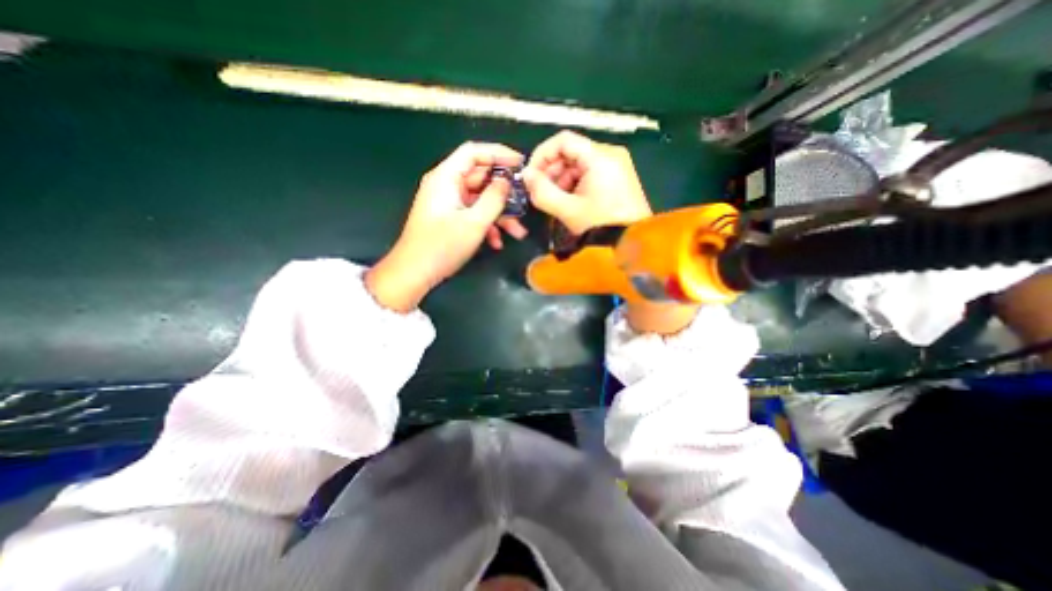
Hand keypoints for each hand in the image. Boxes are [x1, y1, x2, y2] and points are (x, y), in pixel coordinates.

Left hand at [366, 141, 529, 313]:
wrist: (414, 273)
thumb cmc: (442, 246)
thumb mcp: (474, 222)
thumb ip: (494, 198)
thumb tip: (506, 181)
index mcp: (446, 177)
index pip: (474, 152)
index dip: (499, 153)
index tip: (521, 164)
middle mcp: (446, 185)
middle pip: (480, 178)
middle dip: (504, 193)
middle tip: (524, 202)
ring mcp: (448, 202)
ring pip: (480, 199)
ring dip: (499, 214)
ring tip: (517, 231)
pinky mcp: (450, 218)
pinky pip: (473, 213)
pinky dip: (487, 224)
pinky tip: (497, 242)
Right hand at [522, 130, 654, 235]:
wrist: (631, 244)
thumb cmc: (600, 226)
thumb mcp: (567, 210)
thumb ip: (542, 191)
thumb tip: (526, 176)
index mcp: (600, 156)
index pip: (563, 140)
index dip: (541, 155)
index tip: (530, 176)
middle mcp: (610, 154)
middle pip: (571, 151)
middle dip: (551, 171)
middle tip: (540, 192)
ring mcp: (616, 166)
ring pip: (579, 163)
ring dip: (561, 180)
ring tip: (554, 201)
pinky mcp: (618, 178)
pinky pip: (589, 173)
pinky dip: (574, 185)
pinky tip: (569, 202)